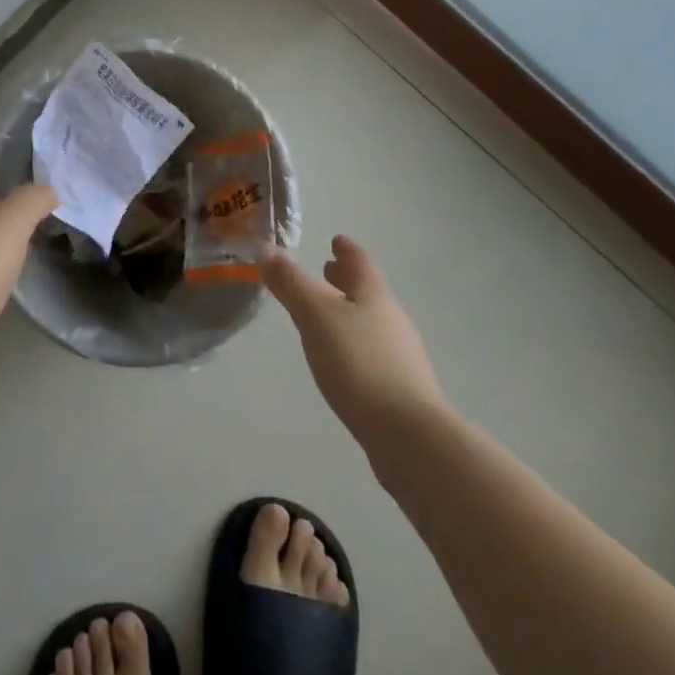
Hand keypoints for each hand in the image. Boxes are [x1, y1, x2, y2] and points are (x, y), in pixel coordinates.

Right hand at [262, 235, 446, 445]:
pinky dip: (356, 343)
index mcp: (374, 295)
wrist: (409, 435)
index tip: (336, 240)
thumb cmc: (359, 363)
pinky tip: (342, 361)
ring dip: (350, 312)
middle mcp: (392, 319)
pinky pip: (374, 352)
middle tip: (326, 271)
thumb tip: (266, 249)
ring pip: (371, 321)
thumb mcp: (315, 316)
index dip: (346, 249)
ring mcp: (402, 355)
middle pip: (368, 291)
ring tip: (327, 316)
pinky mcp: (402, 389)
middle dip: (346, 280)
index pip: (360, 261)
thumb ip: (290, 283)